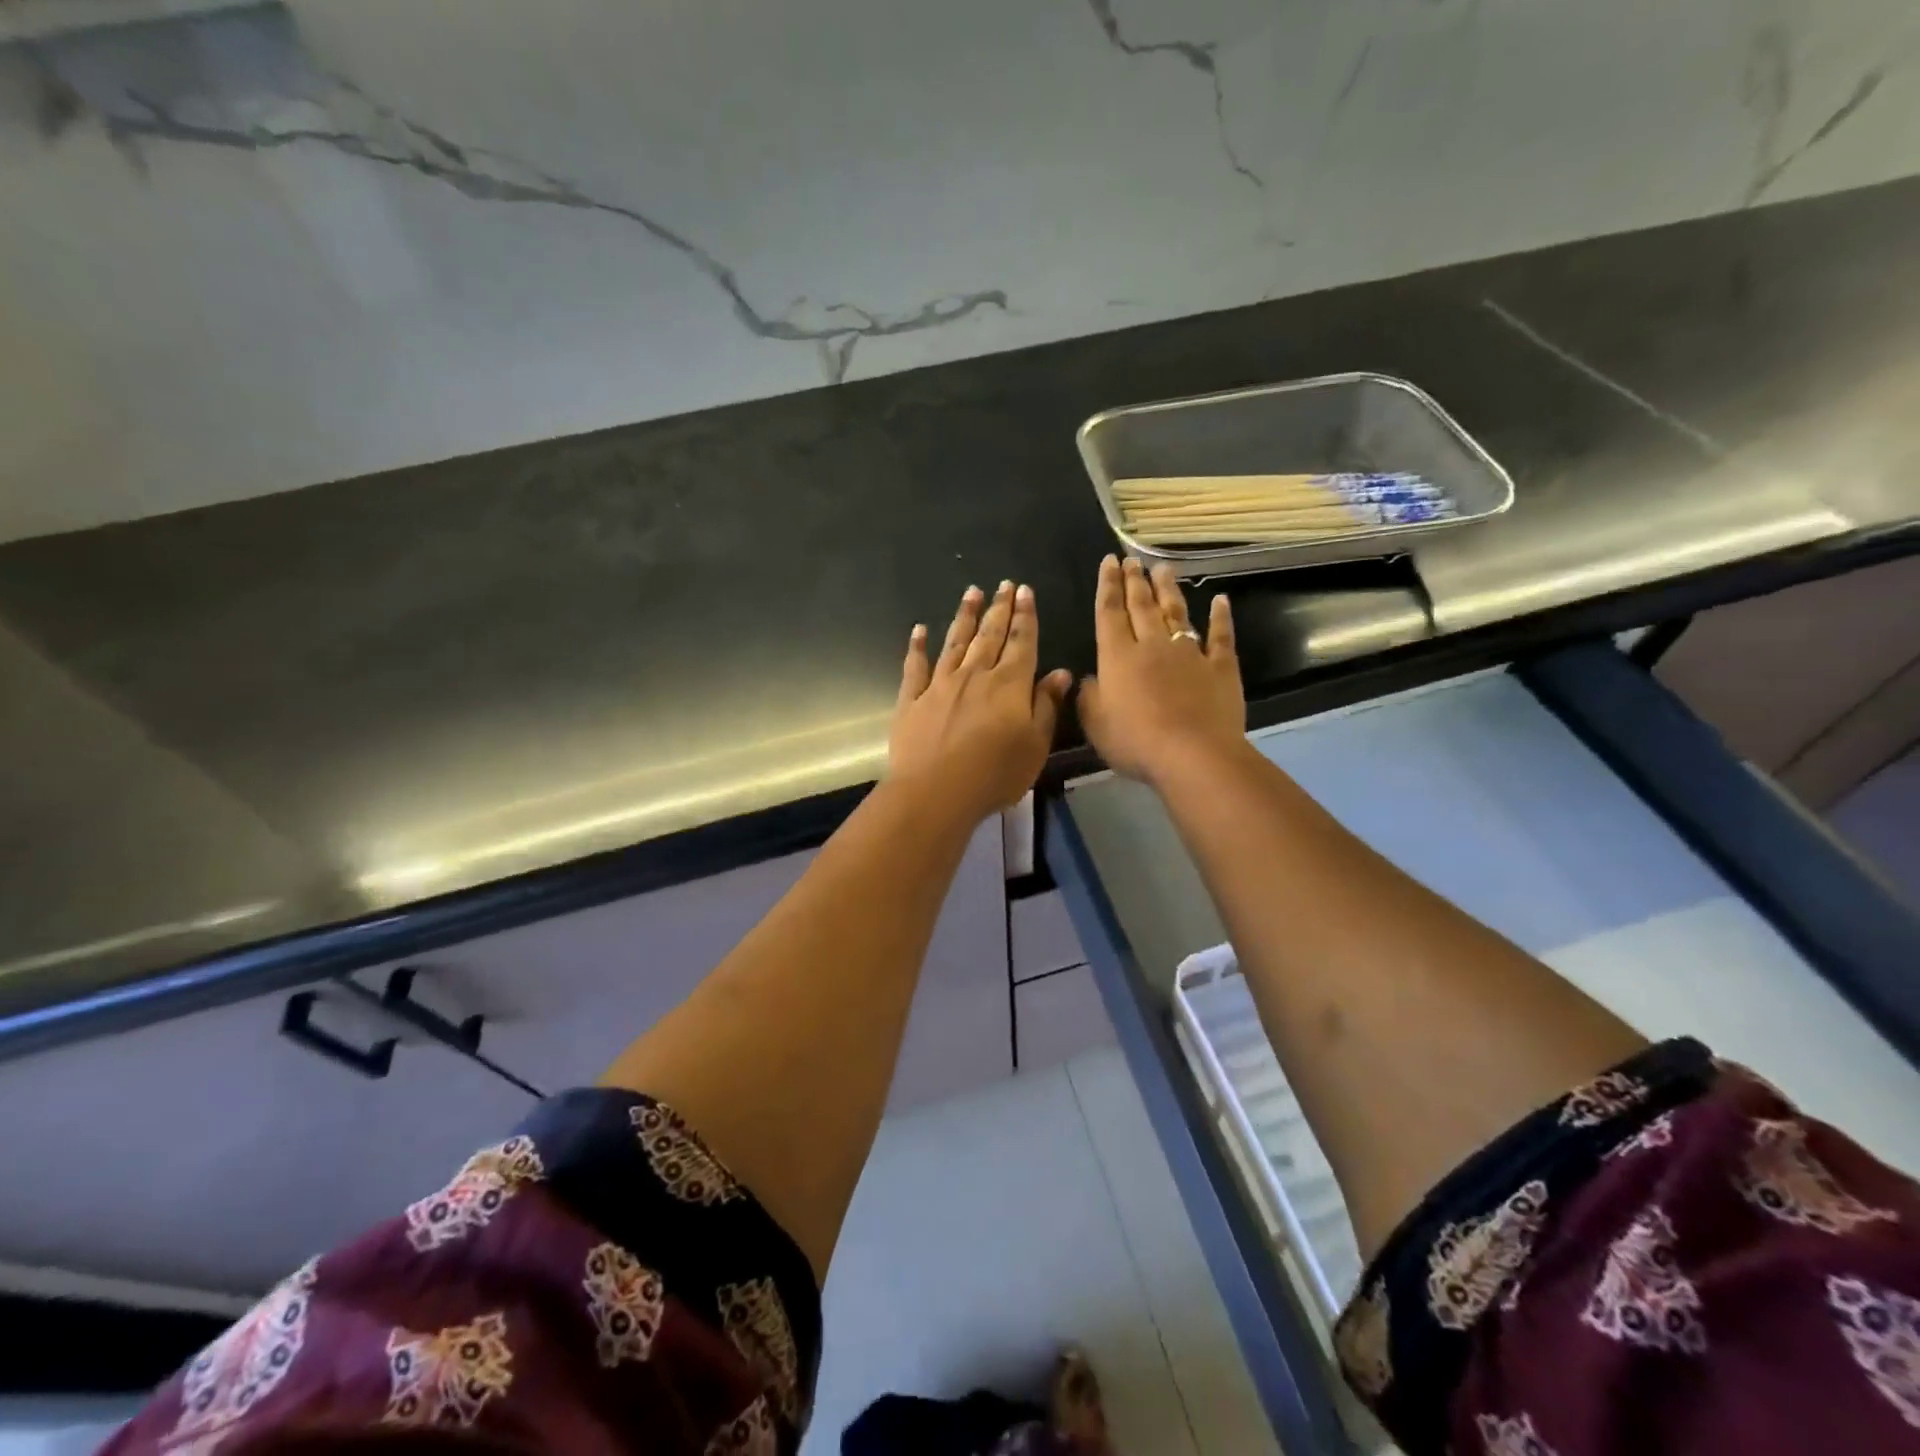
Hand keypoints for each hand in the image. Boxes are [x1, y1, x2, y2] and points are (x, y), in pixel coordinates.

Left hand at [890, 581, 1072, 821]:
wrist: (935, 792)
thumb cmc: (995, 774)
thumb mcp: (1035, 745)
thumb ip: (1046, 706)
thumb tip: (1060, 673)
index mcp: (1009, 685)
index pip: (1021, 642)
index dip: (1025, 616)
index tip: (1025, 592)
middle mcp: (975, 675)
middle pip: (989, 635)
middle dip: (999, 608)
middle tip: (1004, 584)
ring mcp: (940, 685)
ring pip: (955, 642)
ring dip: (965, 616)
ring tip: (972, 592)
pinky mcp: (912, 700)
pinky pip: (915, 666)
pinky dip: (918, 646)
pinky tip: (920, 630)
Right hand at [1078, 556, 1244, 783]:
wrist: (1193, 755)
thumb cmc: (1135, 741)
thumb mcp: (1095, 723)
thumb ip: (1088, 696)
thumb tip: (1088, 678)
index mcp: (1118, 657)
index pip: (1110, 613)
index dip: (1108, 586)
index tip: (1109, 562)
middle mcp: (1152, 646)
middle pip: (1142, 606)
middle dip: (1134, 581)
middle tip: (1131, 559)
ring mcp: (1189, 654)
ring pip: (1176, 613)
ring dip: (1168, 590)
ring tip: (1162, 568)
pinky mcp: (1220, 668)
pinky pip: (1220, 636)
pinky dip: (1221, 617)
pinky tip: (1220, 601)